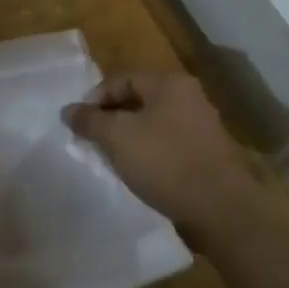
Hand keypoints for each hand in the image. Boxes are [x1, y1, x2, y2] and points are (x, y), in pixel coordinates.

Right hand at [62, 73, 265, 245]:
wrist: (220, 208)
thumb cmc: (165, 161)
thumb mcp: (117, 137)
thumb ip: (90, 120)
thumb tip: (68, 110)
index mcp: (169, 83)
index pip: (121, 79)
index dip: (95, 99)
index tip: (79, 124)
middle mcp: (188, 96)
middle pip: (138, 99)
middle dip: (111, 118)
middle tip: (92, 140)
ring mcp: (201, 125)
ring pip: (153, 123)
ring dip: (129, 137)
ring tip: (112, 158)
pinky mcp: (207, 153)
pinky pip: (168, 143)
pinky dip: (150, 152)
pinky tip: (139, 172)